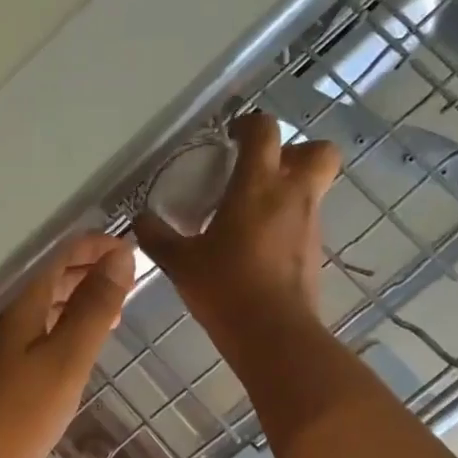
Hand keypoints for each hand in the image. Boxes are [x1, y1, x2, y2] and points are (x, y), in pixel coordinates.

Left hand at [0, 232, 134, 457]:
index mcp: (17, 299)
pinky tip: (64, 349)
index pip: (60, 250)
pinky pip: (21, 329)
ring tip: (107, 317)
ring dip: (71, 302)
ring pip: (33, 304)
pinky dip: (50, 327)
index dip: (98, 246)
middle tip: (125, 288)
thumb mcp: (65, 363)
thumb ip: (93, 308)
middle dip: (87, 273)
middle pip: (45, 274)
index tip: (132, 252)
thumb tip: (120, 255)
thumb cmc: (13, 418)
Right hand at [134, 110, 340, 340]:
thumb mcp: (180, 262)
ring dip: (287, 190)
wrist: (272, 334)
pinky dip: (286, 223)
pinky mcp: (314, 252)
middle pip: (317, 151)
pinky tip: (256, 246)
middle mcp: (292, 195)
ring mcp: (309, 224)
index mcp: (258, 185)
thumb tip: (140, 220)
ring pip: (312, 188)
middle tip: (261, 170)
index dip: (249, 124)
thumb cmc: (224, 287)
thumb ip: (157, 237)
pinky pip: (304, 221)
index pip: (264, 131)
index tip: (230, 138)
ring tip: (250, 214)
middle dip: (295, 150)